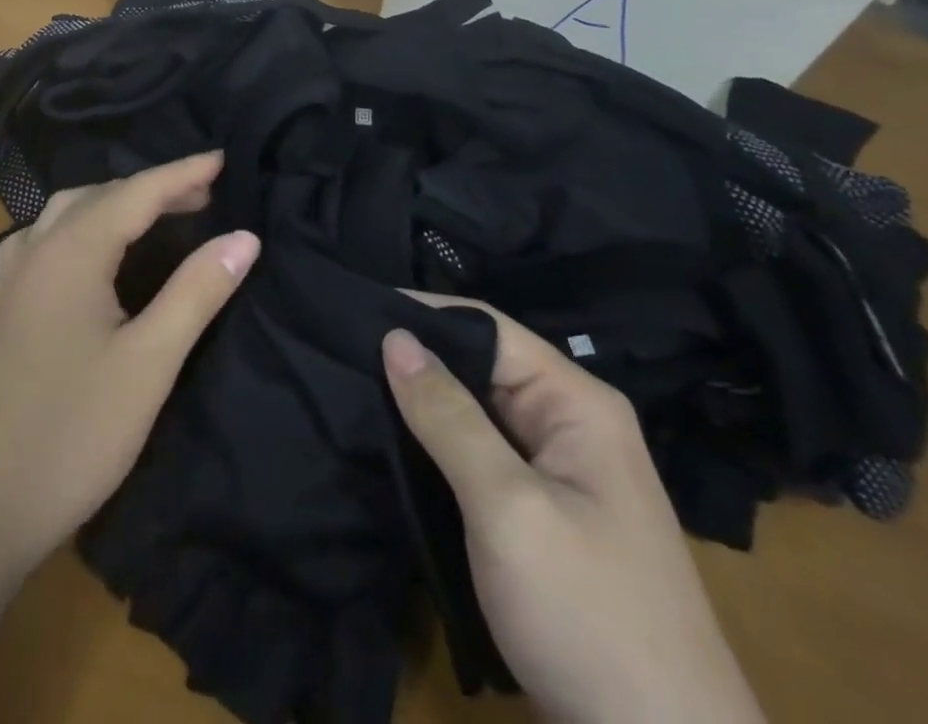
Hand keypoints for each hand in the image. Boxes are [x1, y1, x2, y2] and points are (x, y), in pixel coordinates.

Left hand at [0, 151, 259, 573]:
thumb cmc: (74, 430)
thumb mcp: (149, 362)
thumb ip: (197, 291)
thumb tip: (244, 236)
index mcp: (72, 250)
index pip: (137, 192)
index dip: (183, 173)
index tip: (224, 158)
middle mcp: (39, 248)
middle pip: (103, 195)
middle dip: (155, 187)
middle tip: (206, 193)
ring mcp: (17, 276)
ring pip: (71, 211)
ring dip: (117, 202)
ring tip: (159, 212)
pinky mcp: (10, 305)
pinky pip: (49, 237)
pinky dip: (84, 224)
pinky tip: (93, 247)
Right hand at [383, 297, 765, 723]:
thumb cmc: (590, 617)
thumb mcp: (509, 508)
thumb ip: (448, 416)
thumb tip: (393, 334)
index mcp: (577, 403)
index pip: (487, 327)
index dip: (423, 313)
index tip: (352, 310)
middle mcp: (569, 424)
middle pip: (480, 365)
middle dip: (415, 358)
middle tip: (337, 349)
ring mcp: (556, 472)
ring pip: (474, 410)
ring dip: (420, 402)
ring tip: (347, 383)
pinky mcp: (539, 513)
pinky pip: (478, 455)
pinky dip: (435, 444)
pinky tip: (387, 439)